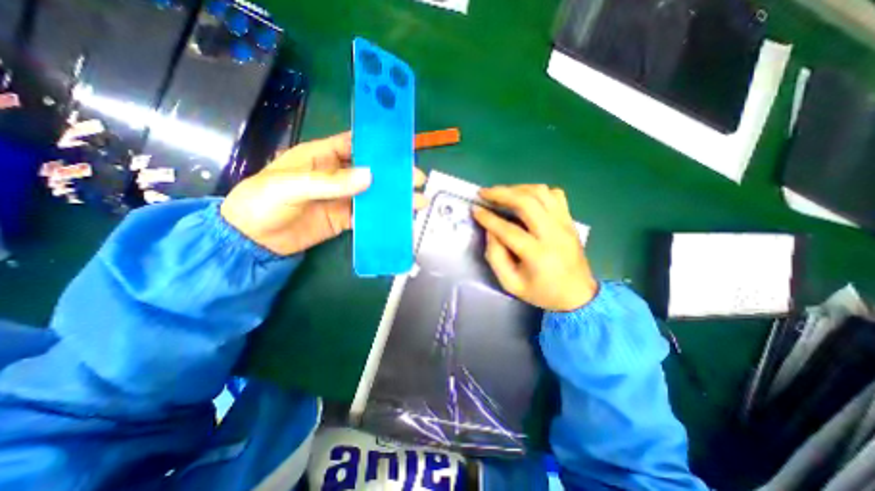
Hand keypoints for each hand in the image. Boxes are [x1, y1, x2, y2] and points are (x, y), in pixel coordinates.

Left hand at [223, 132, 428, 257]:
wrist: (253, 241)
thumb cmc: (262, 202)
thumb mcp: (290, 186)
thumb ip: (329, 182)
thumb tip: (369, 177)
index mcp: (321, 157)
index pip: (354, 144)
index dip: (377, 144)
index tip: (402, 149)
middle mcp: (336, 175)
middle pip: (371, 171)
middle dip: (393, 174)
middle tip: (417, 180)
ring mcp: (342, 198)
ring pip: (373, 194)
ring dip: (393, 197)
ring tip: (416, 201)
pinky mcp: (344, 219)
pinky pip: (367, 216)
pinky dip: (382, 217)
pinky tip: (399, 218)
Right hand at [473, 183, 602, 310]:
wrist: (578, 295)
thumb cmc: (541, 292)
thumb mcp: (511, 283)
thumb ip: (496, 256)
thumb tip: (490, 230)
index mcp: (537, 254)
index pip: (508, 230)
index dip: (488, 218)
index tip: (475, 209)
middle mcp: (553, 234)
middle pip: (527, 202)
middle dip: (501, 193)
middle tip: (484, 193)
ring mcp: (564, 224)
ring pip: (541, 193)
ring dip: (517, 188)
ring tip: (502, 193)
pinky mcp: (570, 220)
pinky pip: (555, 195)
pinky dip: (537, 191)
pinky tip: (525, 197)